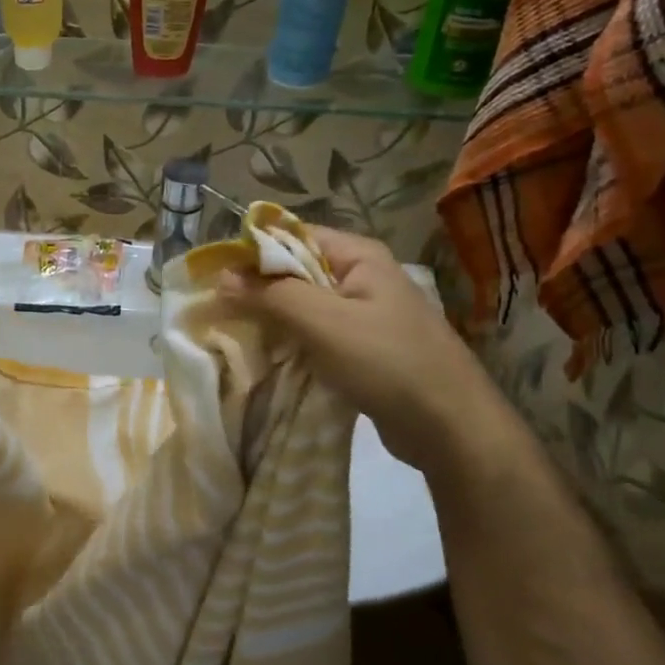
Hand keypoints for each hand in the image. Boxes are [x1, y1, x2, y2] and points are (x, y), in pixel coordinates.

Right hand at [219, 228, 515, 476]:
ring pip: (303, 306)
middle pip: (295, 271)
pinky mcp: (362, 349)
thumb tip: (221, 276)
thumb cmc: (387, 362)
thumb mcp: (323, 322)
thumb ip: (271, 295)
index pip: (292, 236)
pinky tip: (265, 357)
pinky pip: (315, 335)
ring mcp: (364, 315)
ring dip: (271, 319)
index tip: (213, 277)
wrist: (450, 427)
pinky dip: (290, 343)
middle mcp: (362, 278)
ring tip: (232, 334)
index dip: (251, 252)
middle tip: (216, 310)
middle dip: (256, 289)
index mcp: (358, 256)